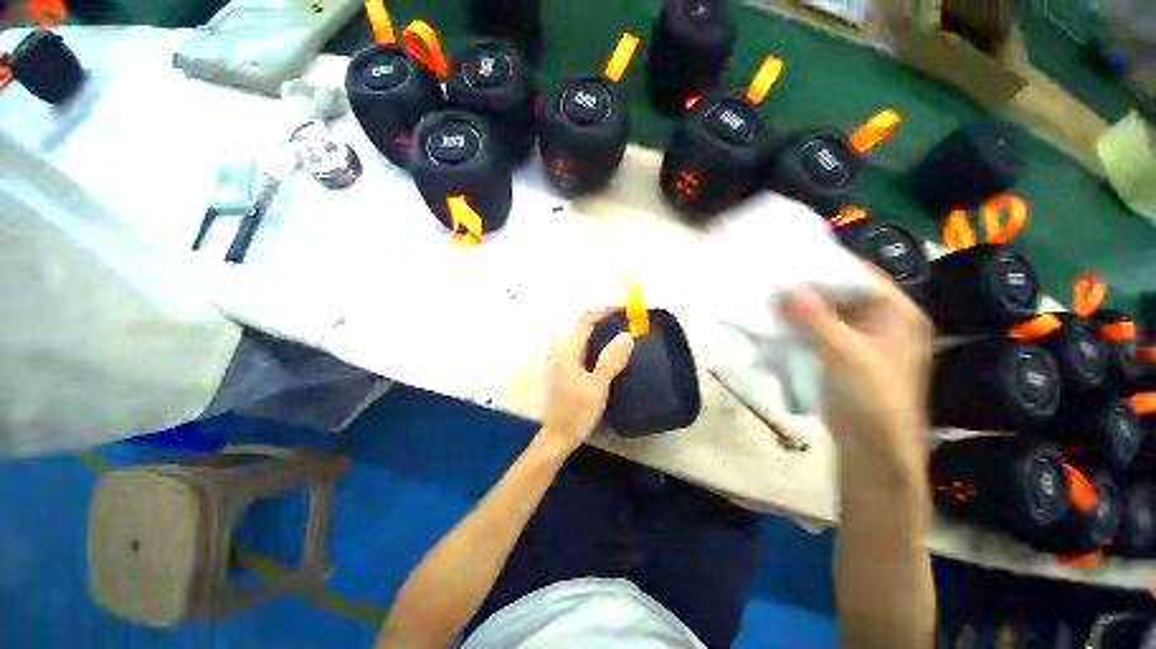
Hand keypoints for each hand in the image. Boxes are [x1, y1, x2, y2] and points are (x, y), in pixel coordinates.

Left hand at [539, 308, 634, 455]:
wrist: (560, 437)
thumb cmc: (576, 412)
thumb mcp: (596, 387)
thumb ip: (610, 361)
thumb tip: (626, 335)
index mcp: (570, 352)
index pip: (586, 321)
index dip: (605, 312)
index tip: (625, 311)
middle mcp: (568, 353)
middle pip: (586, 328)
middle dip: (607, 321)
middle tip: (629, 322)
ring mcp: (570, 363)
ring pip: (588, 340)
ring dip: (605, 334)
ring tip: (626, 335)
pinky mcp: (574, 373)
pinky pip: (590, 352)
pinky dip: (603, 347)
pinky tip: (616, 355)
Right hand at [782, 270, 931, 496]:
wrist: (874, 450)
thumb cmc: (869, 400)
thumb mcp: (842, 354)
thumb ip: (815, 318)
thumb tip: (787, 288)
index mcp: (897, 313)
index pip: (859, 275)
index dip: (824, 267)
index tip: (787, 264)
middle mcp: (884, 321)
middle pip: (842, 293)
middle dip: (807, 290)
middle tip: (772, 285)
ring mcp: (866, 340)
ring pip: (829, 313)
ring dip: (801, 310)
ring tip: (769, 304)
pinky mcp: (848, 356)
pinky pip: (822, 332)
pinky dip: (802, 328)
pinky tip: (779, 327)